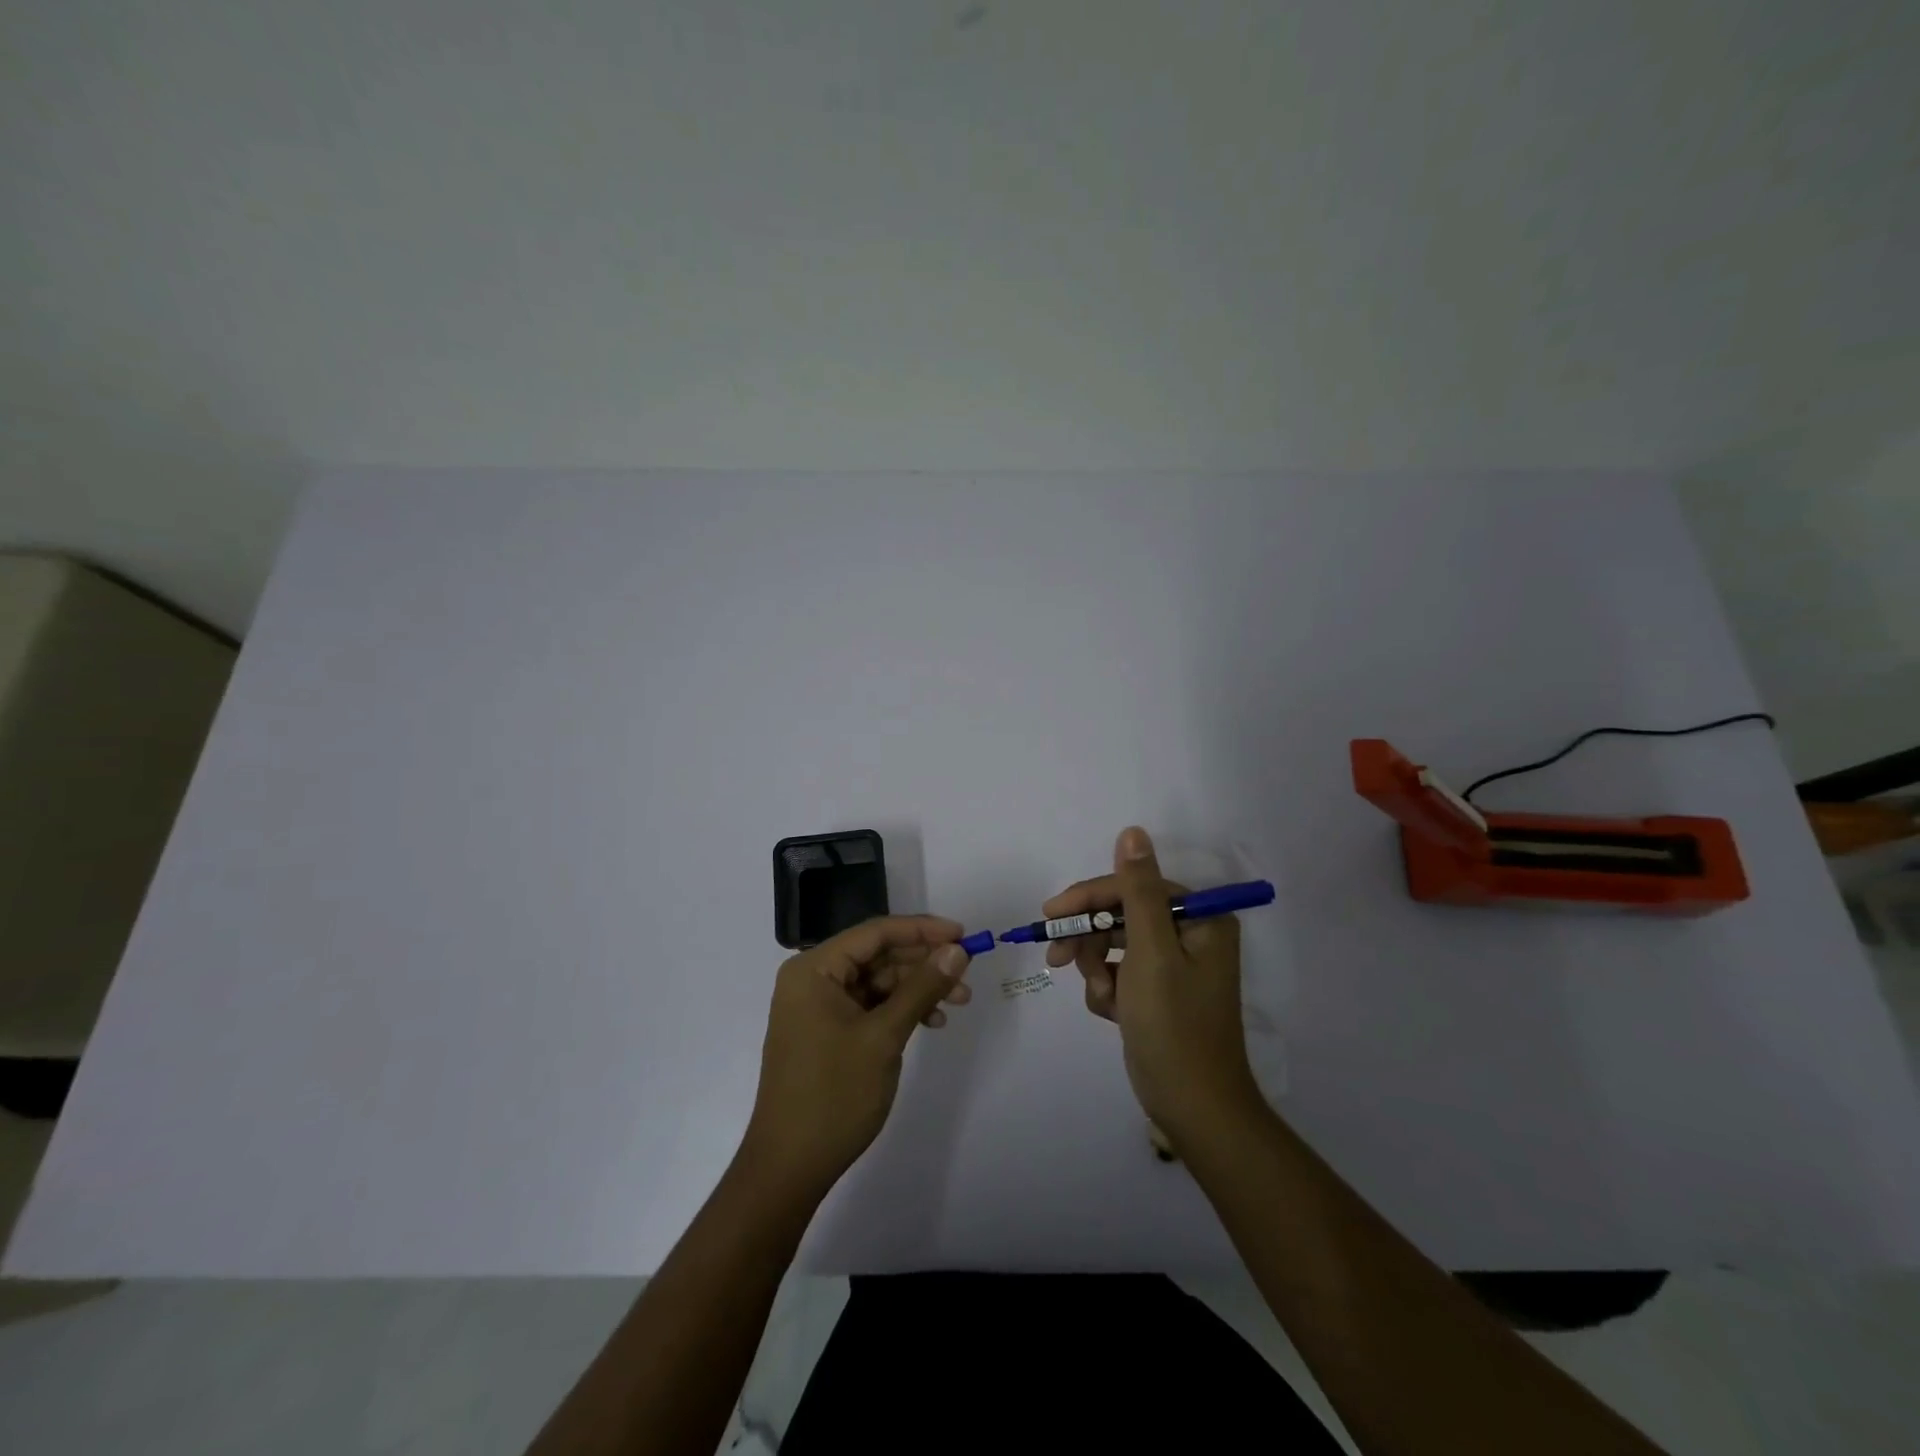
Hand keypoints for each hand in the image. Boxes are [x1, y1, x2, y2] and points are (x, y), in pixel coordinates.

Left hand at [739, 916, 971, 1199]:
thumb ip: (922, 987)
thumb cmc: (834, 1094)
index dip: (922, 930)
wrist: (790, 1167)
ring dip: (917, 988)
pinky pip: (870, 1006)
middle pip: (878, 955)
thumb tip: (958, 949)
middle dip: (924, 963)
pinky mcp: (827, 1032)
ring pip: (878, 981)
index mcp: (814, 969)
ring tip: (958, 1002)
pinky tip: (931, 1023)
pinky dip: (901, 1010)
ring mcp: (818, 1008)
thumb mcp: (884, 1036)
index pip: (875, 932)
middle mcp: (812, 979)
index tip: (963, 935)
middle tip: (966, 973)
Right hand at [1043, 827, 1262, 1146]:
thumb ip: (1137, 890)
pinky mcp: (1158, 991)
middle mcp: (1190, 934)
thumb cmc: (1174, 1026)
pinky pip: (1119, 973)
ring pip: (1114, 945)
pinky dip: (1108, 990)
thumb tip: (1132, 831)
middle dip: (1090, 940)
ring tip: (1102, 998)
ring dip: (1097, 969)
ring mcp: (1175, 964)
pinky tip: (1113, 1013)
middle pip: (1121, 915)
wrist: (1193, 1109)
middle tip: (1056, 957)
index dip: (1089, 898)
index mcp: (1200, 919)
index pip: (1132, 887)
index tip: (1050, 914)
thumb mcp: (1151, 953)